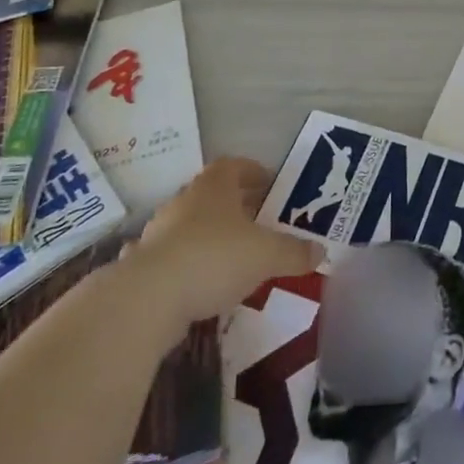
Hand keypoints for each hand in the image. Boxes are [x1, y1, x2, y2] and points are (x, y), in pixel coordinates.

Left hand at [126, 158, 323, 322]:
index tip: (271, 186)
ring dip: (209, 236)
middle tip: (259, 224)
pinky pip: (170, 258)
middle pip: (212, 195)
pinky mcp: (142, 265)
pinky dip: (183, 266)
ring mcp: (159, 232)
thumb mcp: (267, 255)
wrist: (148, 298)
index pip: (234, 165)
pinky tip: (194, 284)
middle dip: (235, 207)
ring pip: (190, 226)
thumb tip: (320, 252)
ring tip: (231, 258)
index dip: (254, 172)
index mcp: (214, 187)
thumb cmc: (215, 258)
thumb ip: (294, 252)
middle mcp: (184, 201)